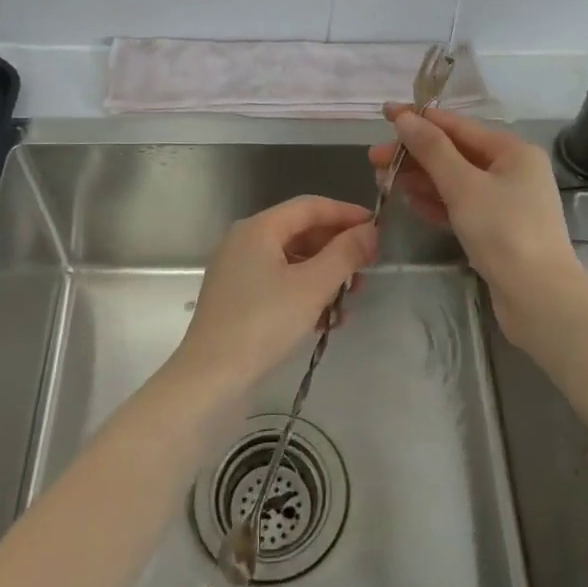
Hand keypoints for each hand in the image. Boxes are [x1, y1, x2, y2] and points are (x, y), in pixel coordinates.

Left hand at [174, 196, 377, 392]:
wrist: (210, 380)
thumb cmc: (263, 324)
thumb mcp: (312, 286)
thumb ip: (345, 254)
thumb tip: (370, 230)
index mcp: (258, 228)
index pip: (309, 206)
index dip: (346, 213)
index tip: (377, 228)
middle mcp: (245, 242)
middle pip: (301, 233)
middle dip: (337, 249)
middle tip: (367, 269)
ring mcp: (238, 272)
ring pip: (293, 261)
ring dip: (325, 276)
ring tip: (351, 300)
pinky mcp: (238, 300)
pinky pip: (280, 284)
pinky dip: (306, 294)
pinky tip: (328, 320)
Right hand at [370, 106, 585, 344]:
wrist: (539, 298)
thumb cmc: (503, 231)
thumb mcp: (463, 186)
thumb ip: (432, 150)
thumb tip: (405, 118)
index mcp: (513, 151)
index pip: (458, 126)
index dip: (420, 120)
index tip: (385, 113)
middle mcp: (513, 171)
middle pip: (455, 153)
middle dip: (415, 155)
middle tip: (374, 160)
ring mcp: (506, 202)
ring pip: (456, 181)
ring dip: (421, 179)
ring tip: (385, 181)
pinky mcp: (498, 230)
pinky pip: (462, 206)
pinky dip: (437, 203)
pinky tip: (411, 203)